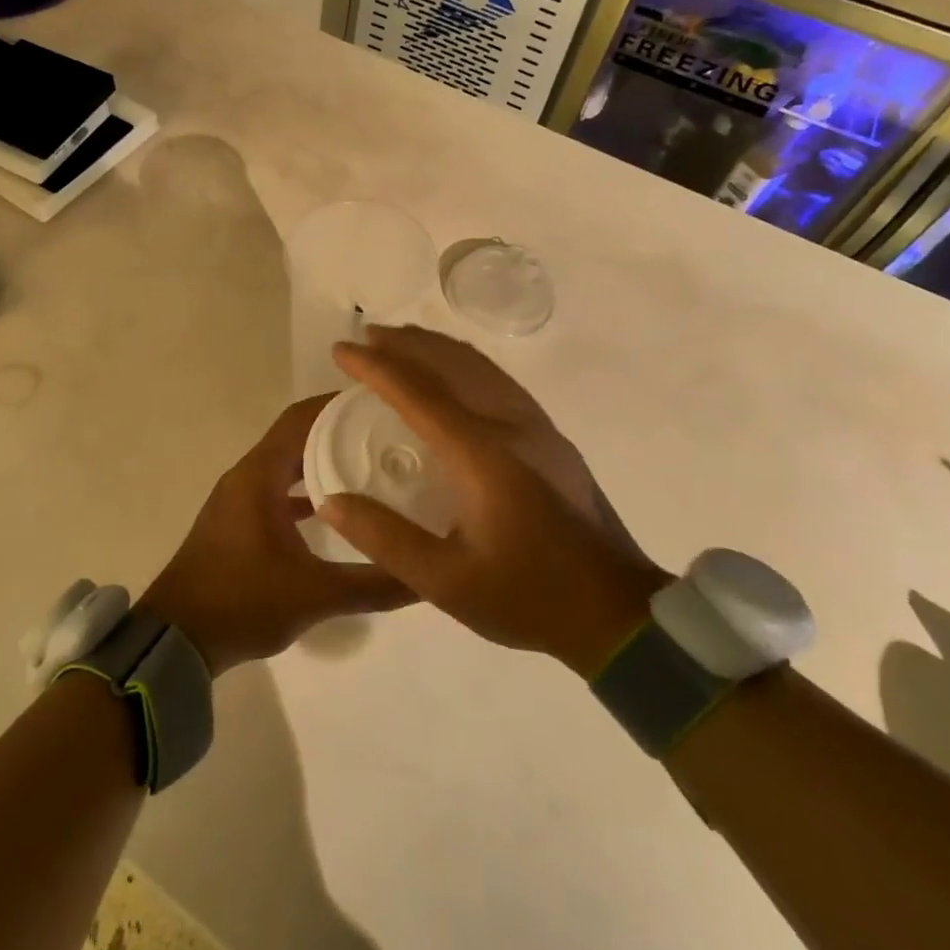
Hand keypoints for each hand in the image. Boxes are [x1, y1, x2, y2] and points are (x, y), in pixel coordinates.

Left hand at [139, 395, 414, 675]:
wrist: (176, 638)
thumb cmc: (241, 602)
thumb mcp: (315, 595)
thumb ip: (374, 585)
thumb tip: (429, 577)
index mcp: (260, 475)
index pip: (302, 418)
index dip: (339, 405)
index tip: (382, 403)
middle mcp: (248, 475)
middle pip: (297, 436)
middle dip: (339, 431)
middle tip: (388, 435)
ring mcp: (240, 498)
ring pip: (287, 464)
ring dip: (322, 460)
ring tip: (371, 465)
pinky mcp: (238, 521)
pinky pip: (277, 489)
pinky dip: (305, 490)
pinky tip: (337, 510)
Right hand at [317, 326, 668, 675]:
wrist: (619, 613)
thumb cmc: (528, 596)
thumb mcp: (446, 582)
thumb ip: (385, 538)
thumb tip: (330, 500)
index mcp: (482, 454)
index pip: (418, 392)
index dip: (375, 367)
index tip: (341, 349)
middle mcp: (510, 426)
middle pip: (452, 363)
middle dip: (406, 343)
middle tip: (367, 336)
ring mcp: (537, 428)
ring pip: (480, 366)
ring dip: (436, 347)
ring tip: (403, 343)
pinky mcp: (551, 439)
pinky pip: (498, 380)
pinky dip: (464, 363)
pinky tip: (454, 374)